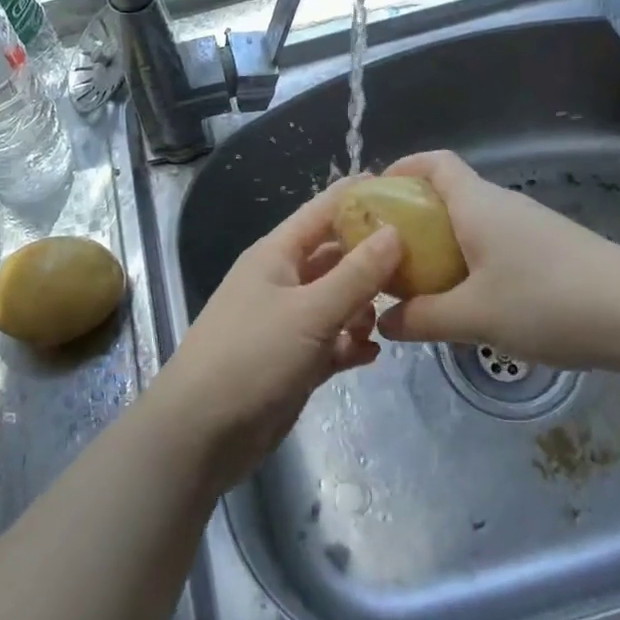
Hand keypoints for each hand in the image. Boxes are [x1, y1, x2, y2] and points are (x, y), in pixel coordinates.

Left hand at [143, 182, 401, 489]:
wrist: (201, 433)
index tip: (401, 186)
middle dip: (370, 257)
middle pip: (333, 256)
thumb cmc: (252, 357)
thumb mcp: (310, 311)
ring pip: (335, 300)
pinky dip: (350, 344)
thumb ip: (356, 274)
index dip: (356, 197)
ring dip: (362, 306)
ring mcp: (286, 322)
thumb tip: (394, 231)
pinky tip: (372, 353)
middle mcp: (282, 280)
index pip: (321, 211)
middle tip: (419, 259)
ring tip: (390, 315)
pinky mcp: (292, 361)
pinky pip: (330, 341)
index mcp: (276, 254)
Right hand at [375, 150, 619, 372]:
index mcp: (477, 203)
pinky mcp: (553, 250)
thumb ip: (423, 318)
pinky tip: (476, 301)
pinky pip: (498, 243)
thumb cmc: (547, 302)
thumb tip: (385, 322)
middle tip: (391, 255)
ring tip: (426, 285)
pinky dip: (474, 261)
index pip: (434, 162)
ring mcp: (532, 226)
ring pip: (474, 223)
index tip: (376, 195)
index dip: (403, 168)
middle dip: (415, 218)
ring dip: (445, 245)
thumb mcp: (475, 316)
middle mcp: (503, 204)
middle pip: (450, 194)